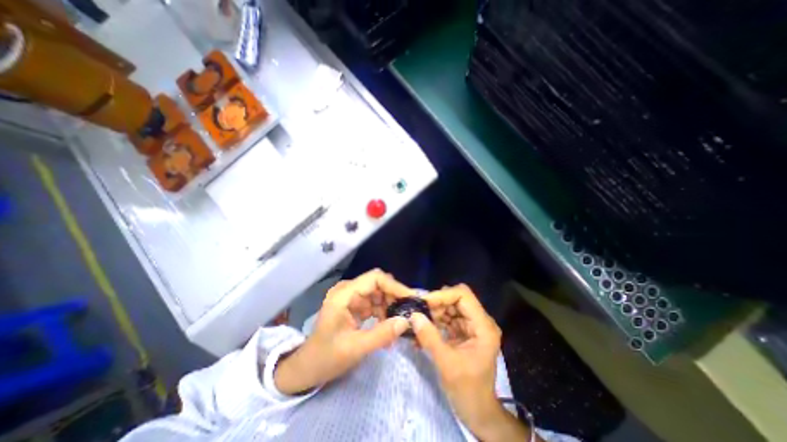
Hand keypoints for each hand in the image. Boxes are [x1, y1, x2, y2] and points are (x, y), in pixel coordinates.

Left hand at [274, 270, 413, 393]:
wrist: (307, 368)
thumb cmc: (326, 357)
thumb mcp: (355, 348)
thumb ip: (382, 334)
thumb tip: (406, 322)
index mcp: (344, 294)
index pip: (375, 278)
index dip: (394, 286)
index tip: (411, 298)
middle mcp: (348, 290)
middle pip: (378, 284)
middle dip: (394, 297)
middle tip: (409, 313)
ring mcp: (351, 297)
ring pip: (378, 293)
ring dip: (390, 306)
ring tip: (399, 324)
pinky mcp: (354, 306)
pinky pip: (374, 303)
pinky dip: (384, 313)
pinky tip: (389, 327)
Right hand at [412, 285, 517, 439]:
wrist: (478, 412)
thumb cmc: (468, 390)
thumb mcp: (447, 364)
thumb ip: (429, 337)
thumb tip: (413, 315)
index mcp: (483, 326)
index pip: (463, 295)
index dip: (443, 295)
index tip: (424, 303)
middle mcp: (479, 321)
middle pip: (456, 299)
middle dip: (436, 304)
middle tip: (418, 312)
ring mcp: (472, 326)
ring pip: (450, 307)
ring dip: (434, 313)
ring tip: (418, 321)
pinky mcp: (464, 332)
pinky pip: (448, 319)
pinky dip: (435, 322)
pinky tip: (423, 329)